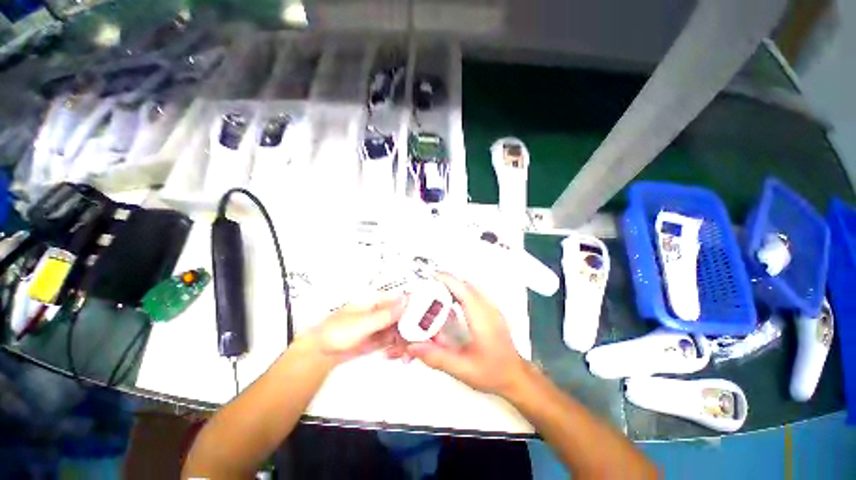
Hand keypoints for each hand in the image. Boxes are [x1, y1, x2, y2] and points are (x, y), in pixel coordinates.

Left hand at [308, 293, 407, 363]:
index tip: (423, 313)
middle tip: (417, 336)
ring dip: (404, 337)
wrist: (320, 353)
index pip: (399, 298)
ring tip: (408, 348)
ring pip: (398, 327)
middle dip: (409, 325)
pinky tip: (400, 352)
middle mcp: (378, 311)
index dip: (412, 304)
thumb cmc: (334, 331)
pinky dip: (397, 345)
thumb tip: (404, 302)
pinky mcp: (376, 338)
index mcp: (374, 300)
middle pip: (401, 314)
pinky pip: (392, 339)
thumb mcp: (363, 322)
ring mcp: (378, 325)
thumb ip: (385, 314)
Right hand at [406, 273, 528, 396]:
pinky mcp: (491, 312)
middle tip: (429, 287)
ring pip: (471, 288)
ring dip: (453, 287)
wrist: (517, 377)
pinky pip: (474, 295)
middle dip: (446, 282)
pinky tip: (451, 306)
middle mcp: (488, 309)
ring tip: (436, 295)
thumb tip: (413, 347)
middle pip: (466, 285)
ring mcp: (492, 309)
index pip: (463, 290)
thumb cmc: (494, 373)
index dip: (446, 280)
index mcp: (482, 319)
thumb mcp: (463, 369)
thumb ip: (437, 357)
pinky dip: (460, 293)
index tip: (430, 276)